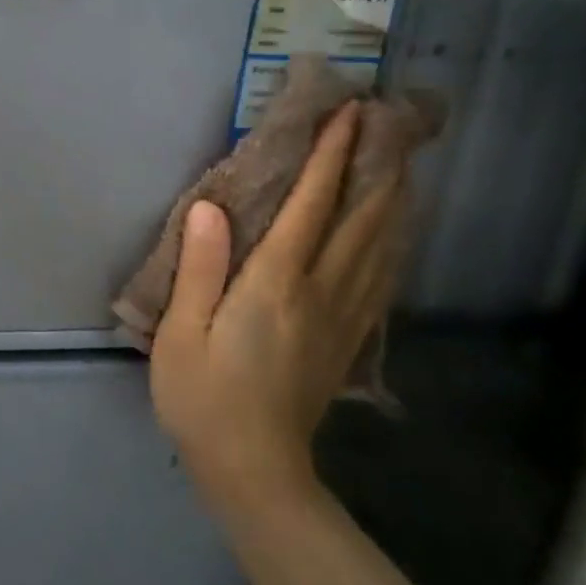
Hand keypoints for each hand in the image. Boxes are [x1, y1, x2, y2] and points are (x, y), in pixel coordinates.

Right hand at [150, 103, 405, 519]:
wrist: (254, 470)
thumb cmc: (203, 396)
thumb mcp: (182, 332)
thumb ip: (200, 267)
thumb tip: (210, 207)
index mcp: (275, 285)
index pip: (310, 208)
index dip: (329, 158)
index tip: (347, 115)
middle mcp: (320, 293)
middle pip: (360, 221)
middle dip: (374, 169)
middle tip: (388, 127)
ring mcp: (342, 318)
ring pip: (379, 248)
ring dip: (392, 202)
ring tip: (402, 166)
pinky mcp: (348, 341)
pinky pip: (380, 280)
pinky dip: (392, 245)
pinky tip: (395, 234)